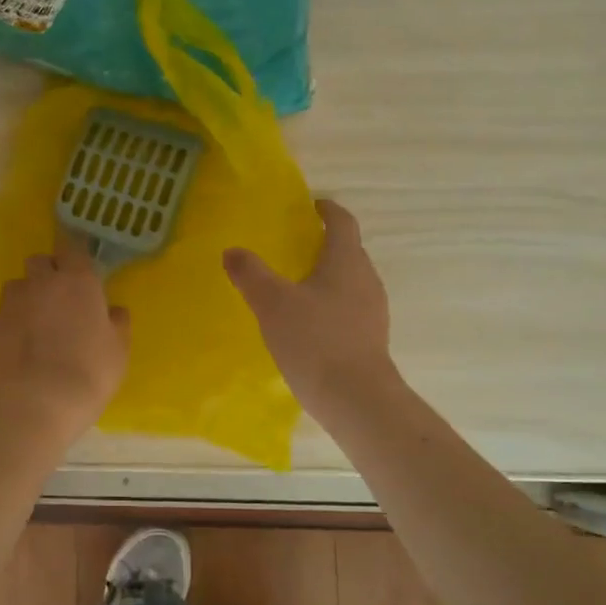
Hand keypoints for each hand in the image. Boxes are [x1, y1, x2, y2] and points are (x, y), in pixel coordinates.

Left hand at [0, 230, 130, 433]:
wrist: (41, 400)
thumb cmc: (91, 370)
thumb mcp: (119, 347)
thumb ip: (117, 322)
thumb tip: (113, 310)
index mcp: (78, 280)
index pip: (73, 246)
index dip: (75, 252)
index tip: (80, 262)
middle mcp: (42, 282)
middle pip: (39, 260)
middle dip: (48, 271)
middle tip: (60, 294)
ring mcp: (14, 302)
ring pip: (18, 284)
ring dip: (28, 294)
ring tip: (37, 319)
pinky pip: (5, 314)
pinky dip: (14, 322)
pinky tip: (23, 344)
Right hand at [224, 199, 397, 416]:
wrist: (357, 399)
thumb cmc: (315, 341)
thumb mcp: (272, 303)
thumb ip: (250, 274)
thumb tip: (233, 251)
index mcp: (346, 261)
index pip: (342, 222)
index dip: (327, 210)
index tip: (311, 205)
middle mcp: (366, 280)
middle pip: (349, 251)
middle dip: (324, 244)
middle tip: (294, 246)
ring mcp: (373, 311)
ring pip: (350, 281)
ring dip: (327, 276)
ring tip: (296, 285)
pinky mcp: (370, 338)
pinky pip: (350, 308)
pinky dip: (330, 304)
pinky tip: (307, 323)